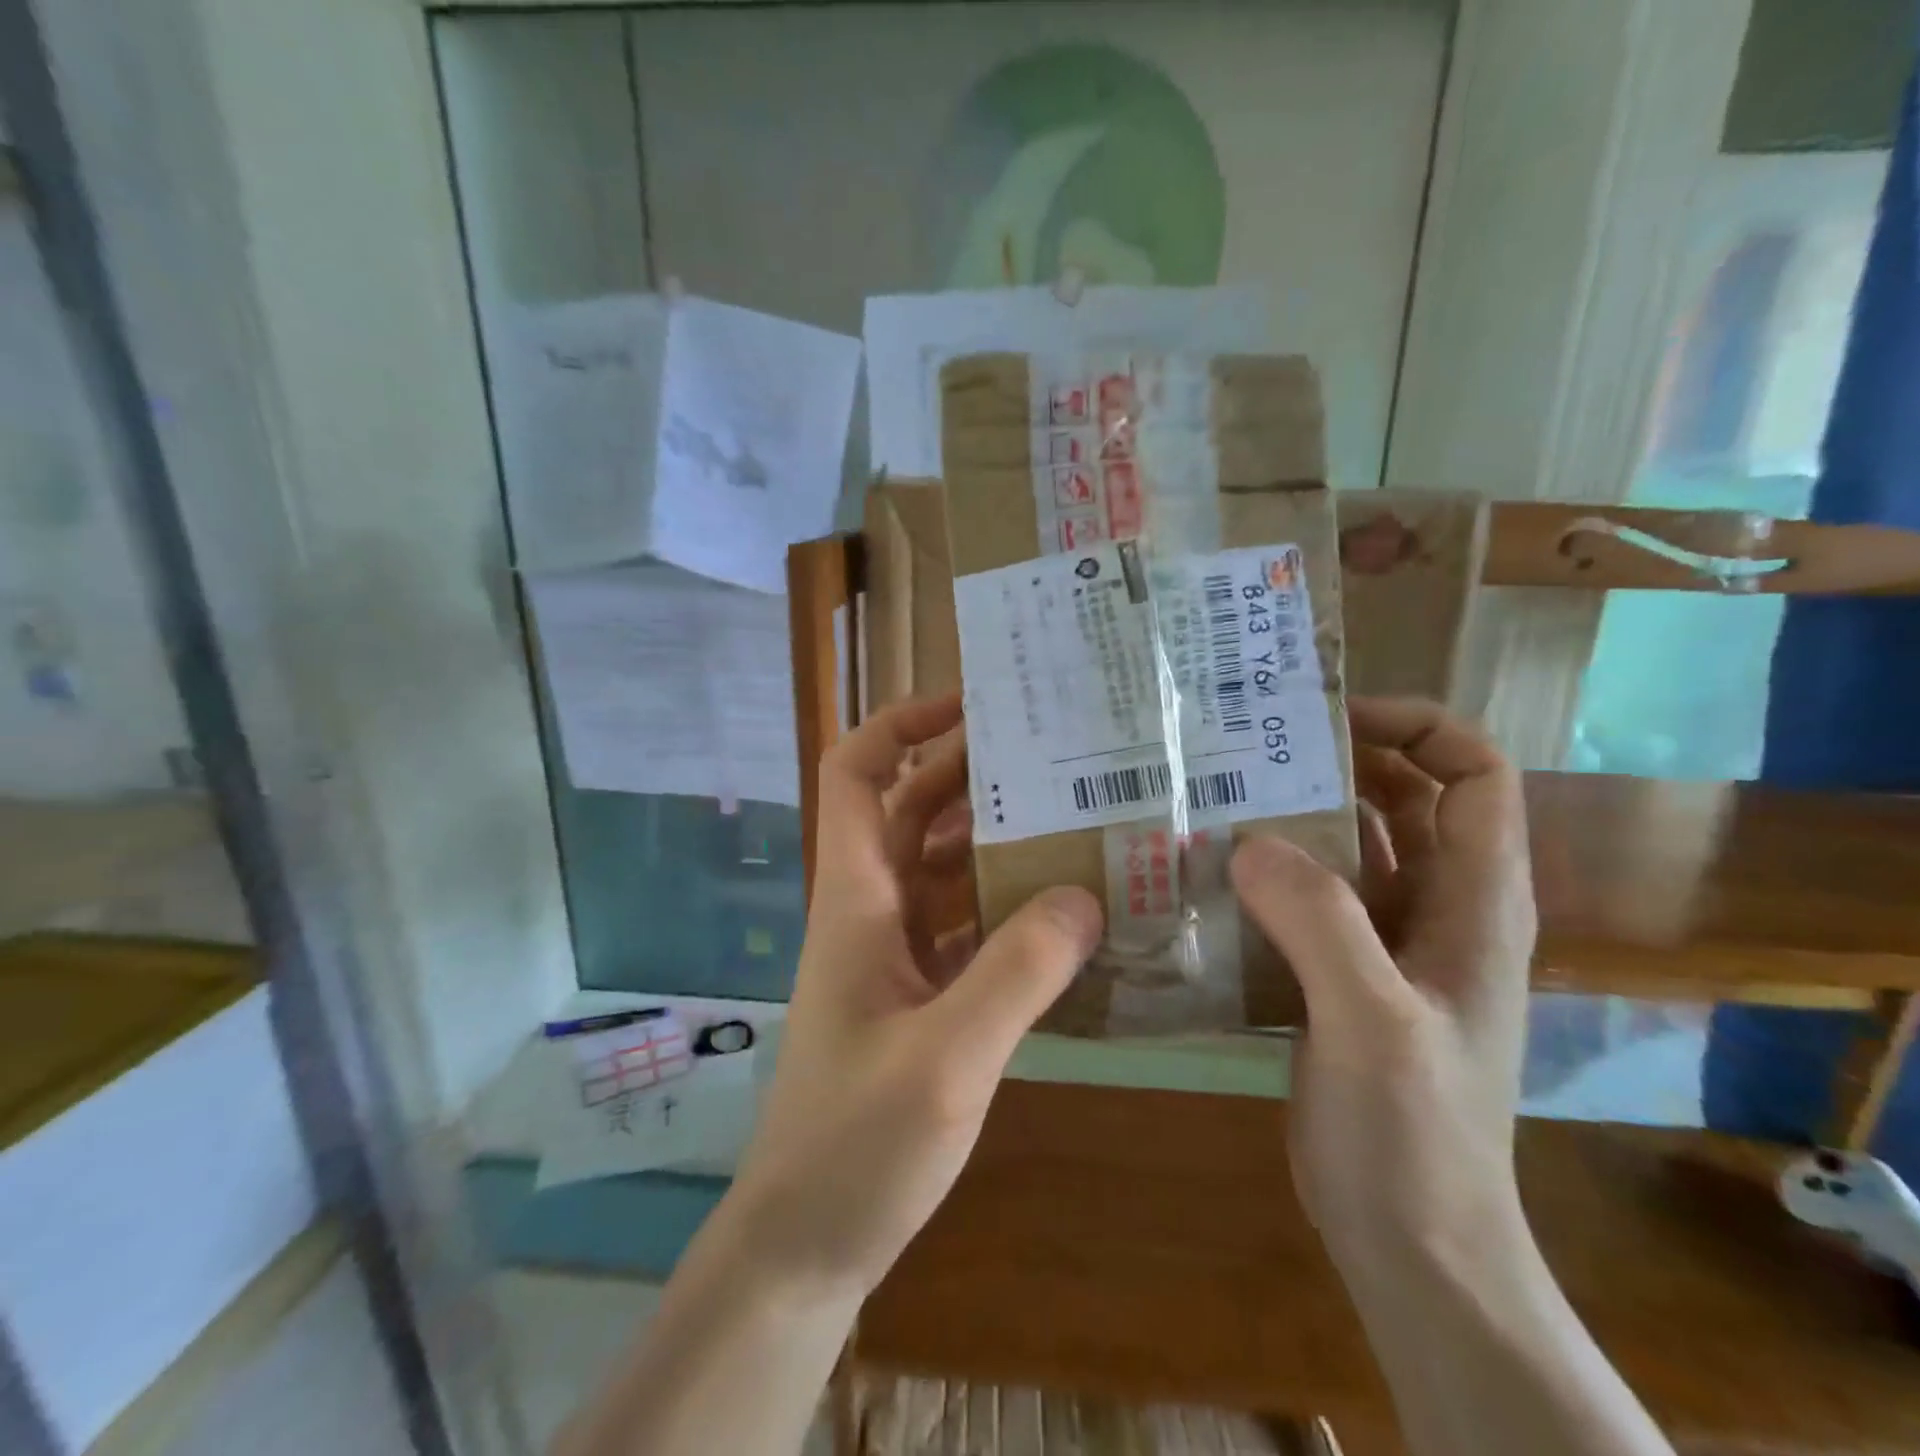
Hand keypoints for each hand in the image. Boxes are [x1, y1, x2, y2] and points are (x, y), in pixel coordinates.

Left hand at [724, 694, 1103, 1302]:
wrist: (804, 1243)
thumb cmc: (854, 1147)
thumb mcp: (945, 1060)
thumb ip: (1016, 975)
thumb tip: (1084, 894)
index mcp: (856, 899)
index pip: (856, 774)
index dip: (901, 725)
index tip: (971, 707)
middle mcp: (871, 911)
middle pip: (912, 810)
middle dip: (971, 773)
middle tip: (1053, 757)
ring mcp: (894, 955)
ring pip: (942, 867)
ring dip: (995, 839)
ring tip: (1074, 820)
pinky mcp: (918, 996)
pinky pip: (965, 925)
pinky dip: (1006, 907)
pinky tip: (1064, 914)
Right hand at [1229, 697, 1536, 1279]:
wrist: (1409, 1241)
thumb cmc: (1412, 1135)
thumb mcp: (1372, 1022)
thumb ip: (1320, 922)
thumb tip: (1247, 840)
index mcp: (1474, 902)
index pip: (1474, 775)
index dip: (1416, 727)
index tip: (1328, 719)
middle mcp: (1434, 908)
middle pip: (1400, 799)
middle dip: (1333, 760)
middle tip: (1247, 744)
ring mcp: (1385, 943)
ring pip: (1344, 847)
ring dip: (1290, 815)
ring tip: (1215, 794)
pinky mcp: (1339, 972)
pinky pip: (1304, 896)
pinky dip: (1265, 872)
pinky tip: (1207, 871)